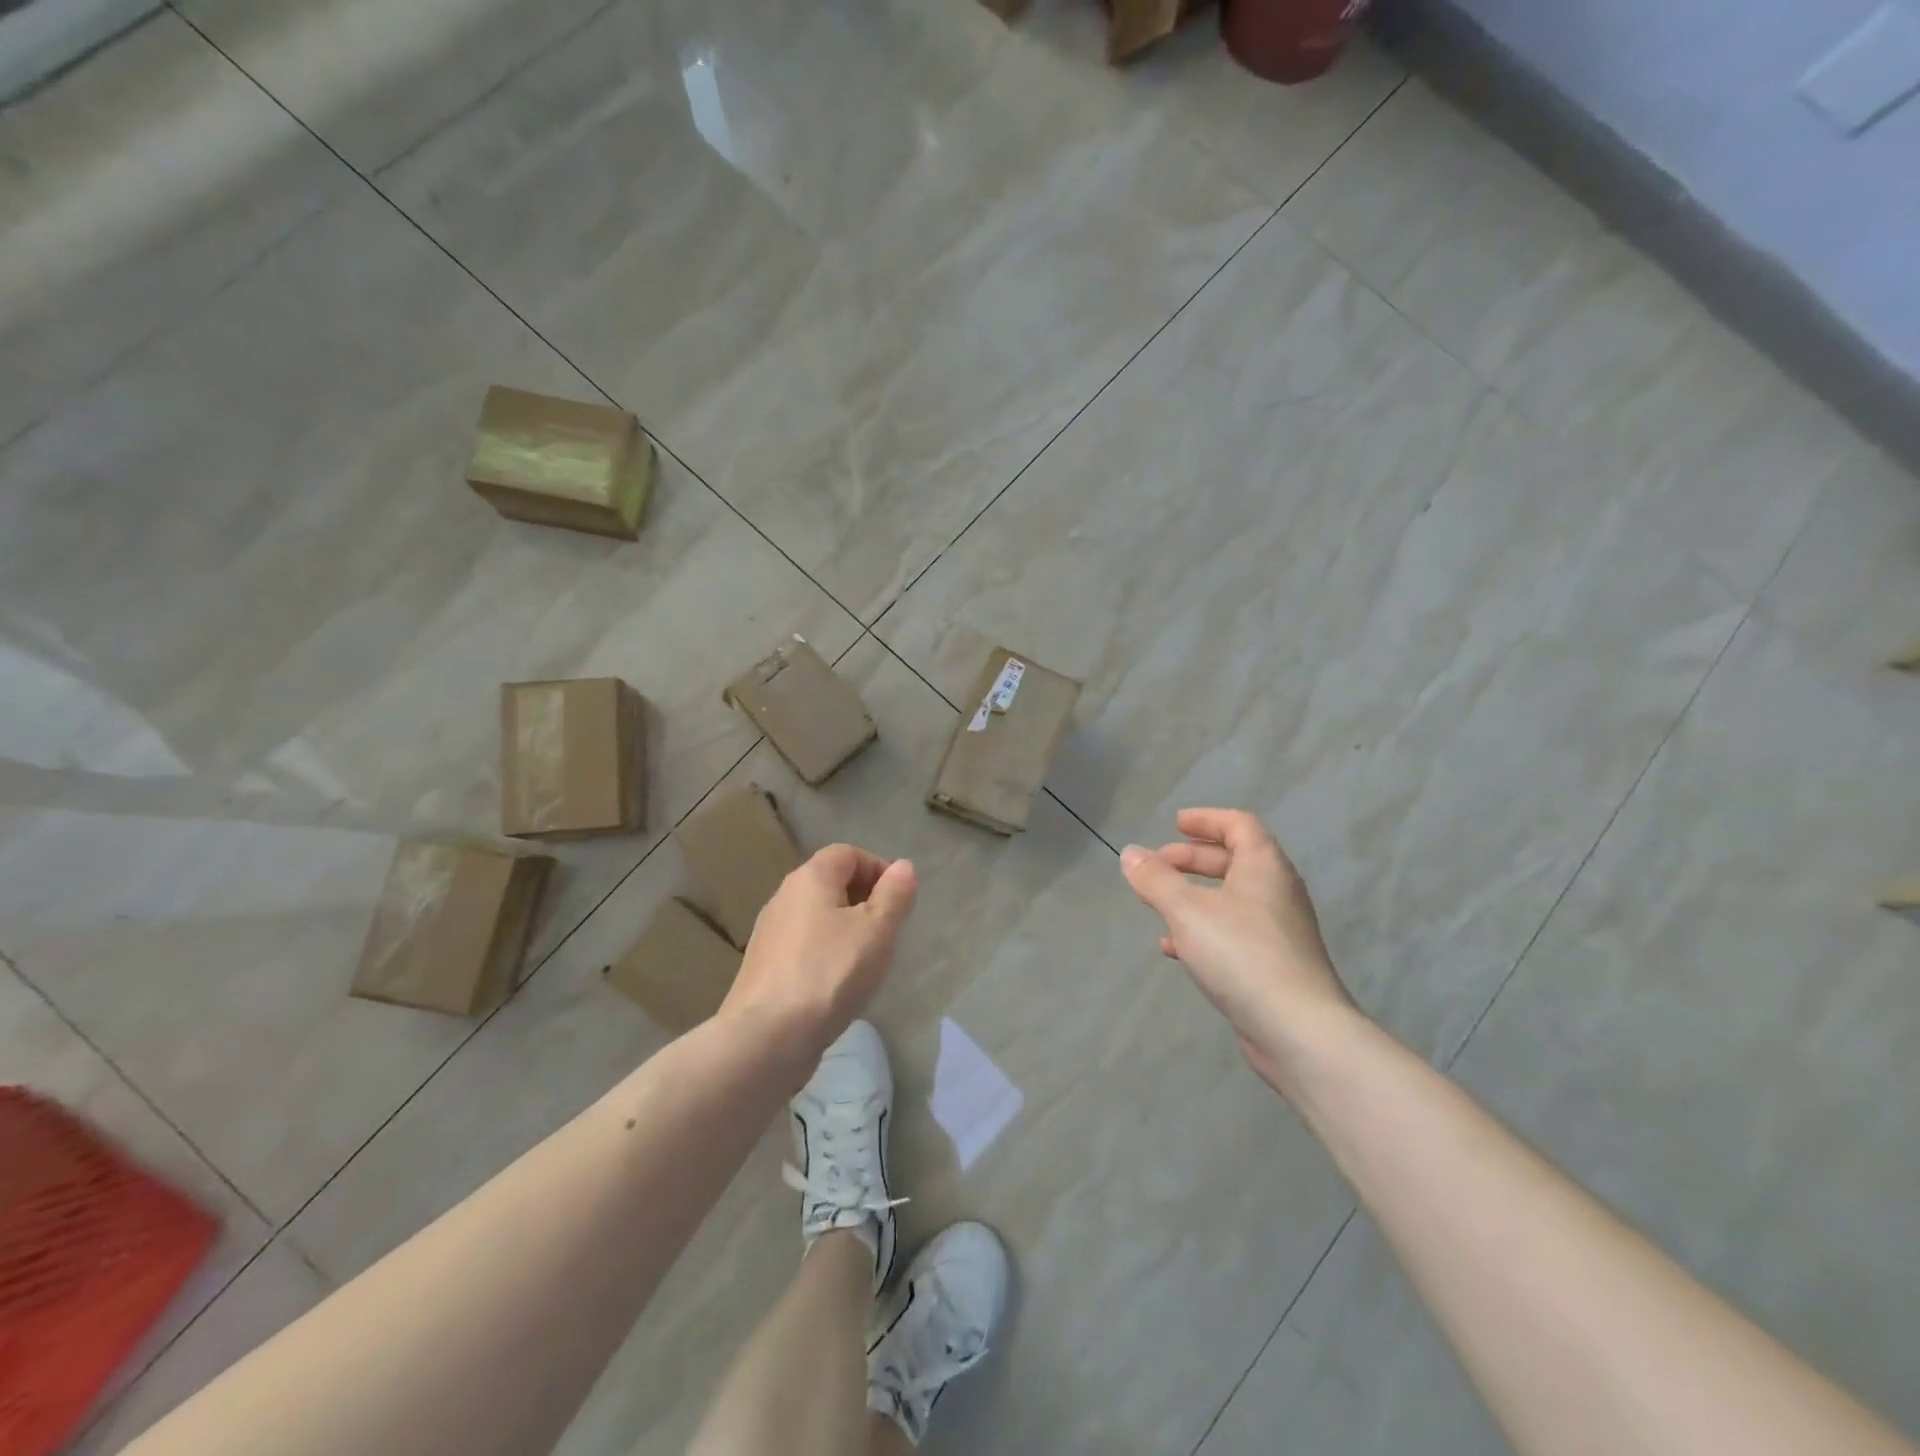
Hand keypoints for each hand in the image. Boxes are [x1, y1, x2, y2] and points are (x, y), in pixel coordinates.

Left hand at [722, 844, 916, 1065]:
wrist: (767, 1036)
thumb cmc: (830, 972)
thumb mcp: (877, 930)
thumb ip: (894, 894)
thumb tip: (902, 866)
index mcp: (810, 878)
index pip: (847, 853)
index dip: (877, 868)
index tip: (899, 899)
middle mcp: (784, 896)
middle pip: (830, 882)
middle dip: (863, 898)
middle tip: (888, 930)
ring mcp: (769, 933)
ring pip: (816, 916)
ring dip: (845, 928)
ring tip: (867, 959)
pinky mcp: (763, 966)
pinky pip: (803, 945)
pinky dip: (825, 952)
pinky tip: (837, 984)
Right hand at [1121, 808, 1356, 1091]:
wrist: (1299, 1031)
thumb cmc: (1242, 954)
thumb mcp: (1187, 910)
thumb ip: (1155, 879)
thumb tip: (1131, 854)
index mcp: (1264, 867)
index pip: (1239, 825)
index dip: (1206, 819)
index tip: (1175, 824)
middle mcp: (1277, 892)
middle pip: (1234, 860)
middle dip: (1192, 858)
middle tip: (1158, 864)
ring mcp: (1279, 930)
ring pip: (1231, 899)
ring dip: (1194, 895)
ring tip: (1158, 904)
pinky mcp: (1274, 965)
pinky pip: (1233, 933)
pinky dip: (1203, 929)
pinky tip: (1174, 948)